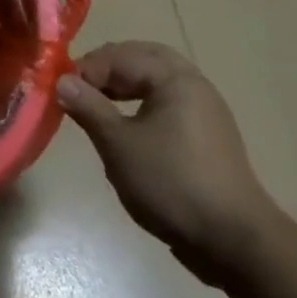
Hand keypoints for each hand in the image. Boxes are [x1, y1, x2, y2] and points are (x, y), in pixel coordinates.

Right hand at [56, 42, 279, 286]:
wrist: (235, 242)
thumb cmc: (172, 184)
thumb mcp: (119, 144)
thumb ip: (88, 107)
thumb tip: (60, 81)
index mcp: (175, 78)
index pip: (119, 56)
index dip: (86, 70)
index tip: (61, 93)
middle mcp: (194, 85)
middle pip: (141, 58)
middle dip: (107, 69)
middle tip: (80, 89)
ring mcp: (205, 111)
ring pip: (155, 80)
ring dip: (123, 85)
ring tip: (98, 107)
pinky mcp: (207, 136)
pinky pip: (167, 103)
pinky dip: (141, 104)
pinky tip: (127, 130)